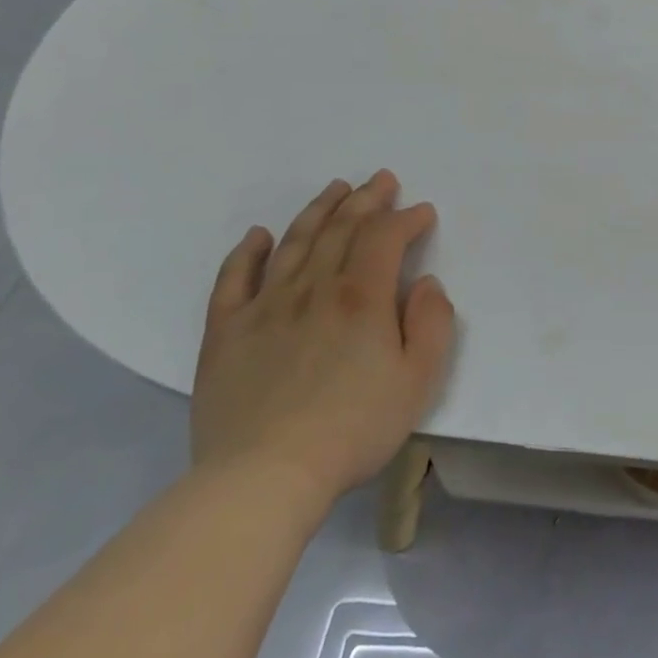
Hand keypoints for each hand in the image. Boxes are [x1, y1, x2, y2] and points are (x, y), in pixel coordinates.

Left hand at [191, 170, 455, 510]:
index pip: (385, 237)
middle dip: (365, 200)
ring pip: (293, 244)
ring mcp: (265, 308)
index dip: (406, 218)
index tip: (423, 213)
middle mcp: (313, 289)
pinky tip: (258, 235)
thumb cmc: (355, 427)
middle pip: (340, 229)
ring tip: (335, 188)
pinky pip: (233, 280)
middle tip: (381, 180)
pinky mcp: (226, 333)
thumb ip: (432, 323)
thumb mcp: (420, 379)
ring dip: (318, 211)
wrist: (264, 476)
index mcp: (362, 298)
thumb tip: (425, 283)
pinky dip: (247, 252)